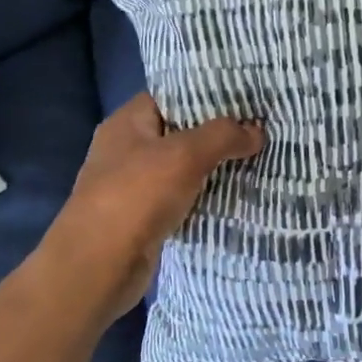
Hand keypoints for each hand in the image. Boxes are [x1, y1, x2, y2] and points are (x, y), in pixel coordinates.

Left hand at [42, 95, 263, 321]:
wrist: (98, 267)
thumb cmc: (136, 197)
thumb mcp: (185, 155)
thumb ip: (222, 136)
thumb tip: (256, 131)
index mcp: (128, 122)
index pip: (172, 94)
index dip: (208, 93)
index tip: (247, 97)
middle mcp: (128, 148)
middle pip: (181, 131)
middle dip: (219, 132)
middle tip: (262, 128)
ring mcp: (135, 185)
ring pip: (184, 167)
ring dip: (216, 167)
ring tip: (259, 158)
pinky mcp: (145, 217)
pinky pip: (183, 198)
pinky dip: (206, 197)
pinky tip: (237, 195)